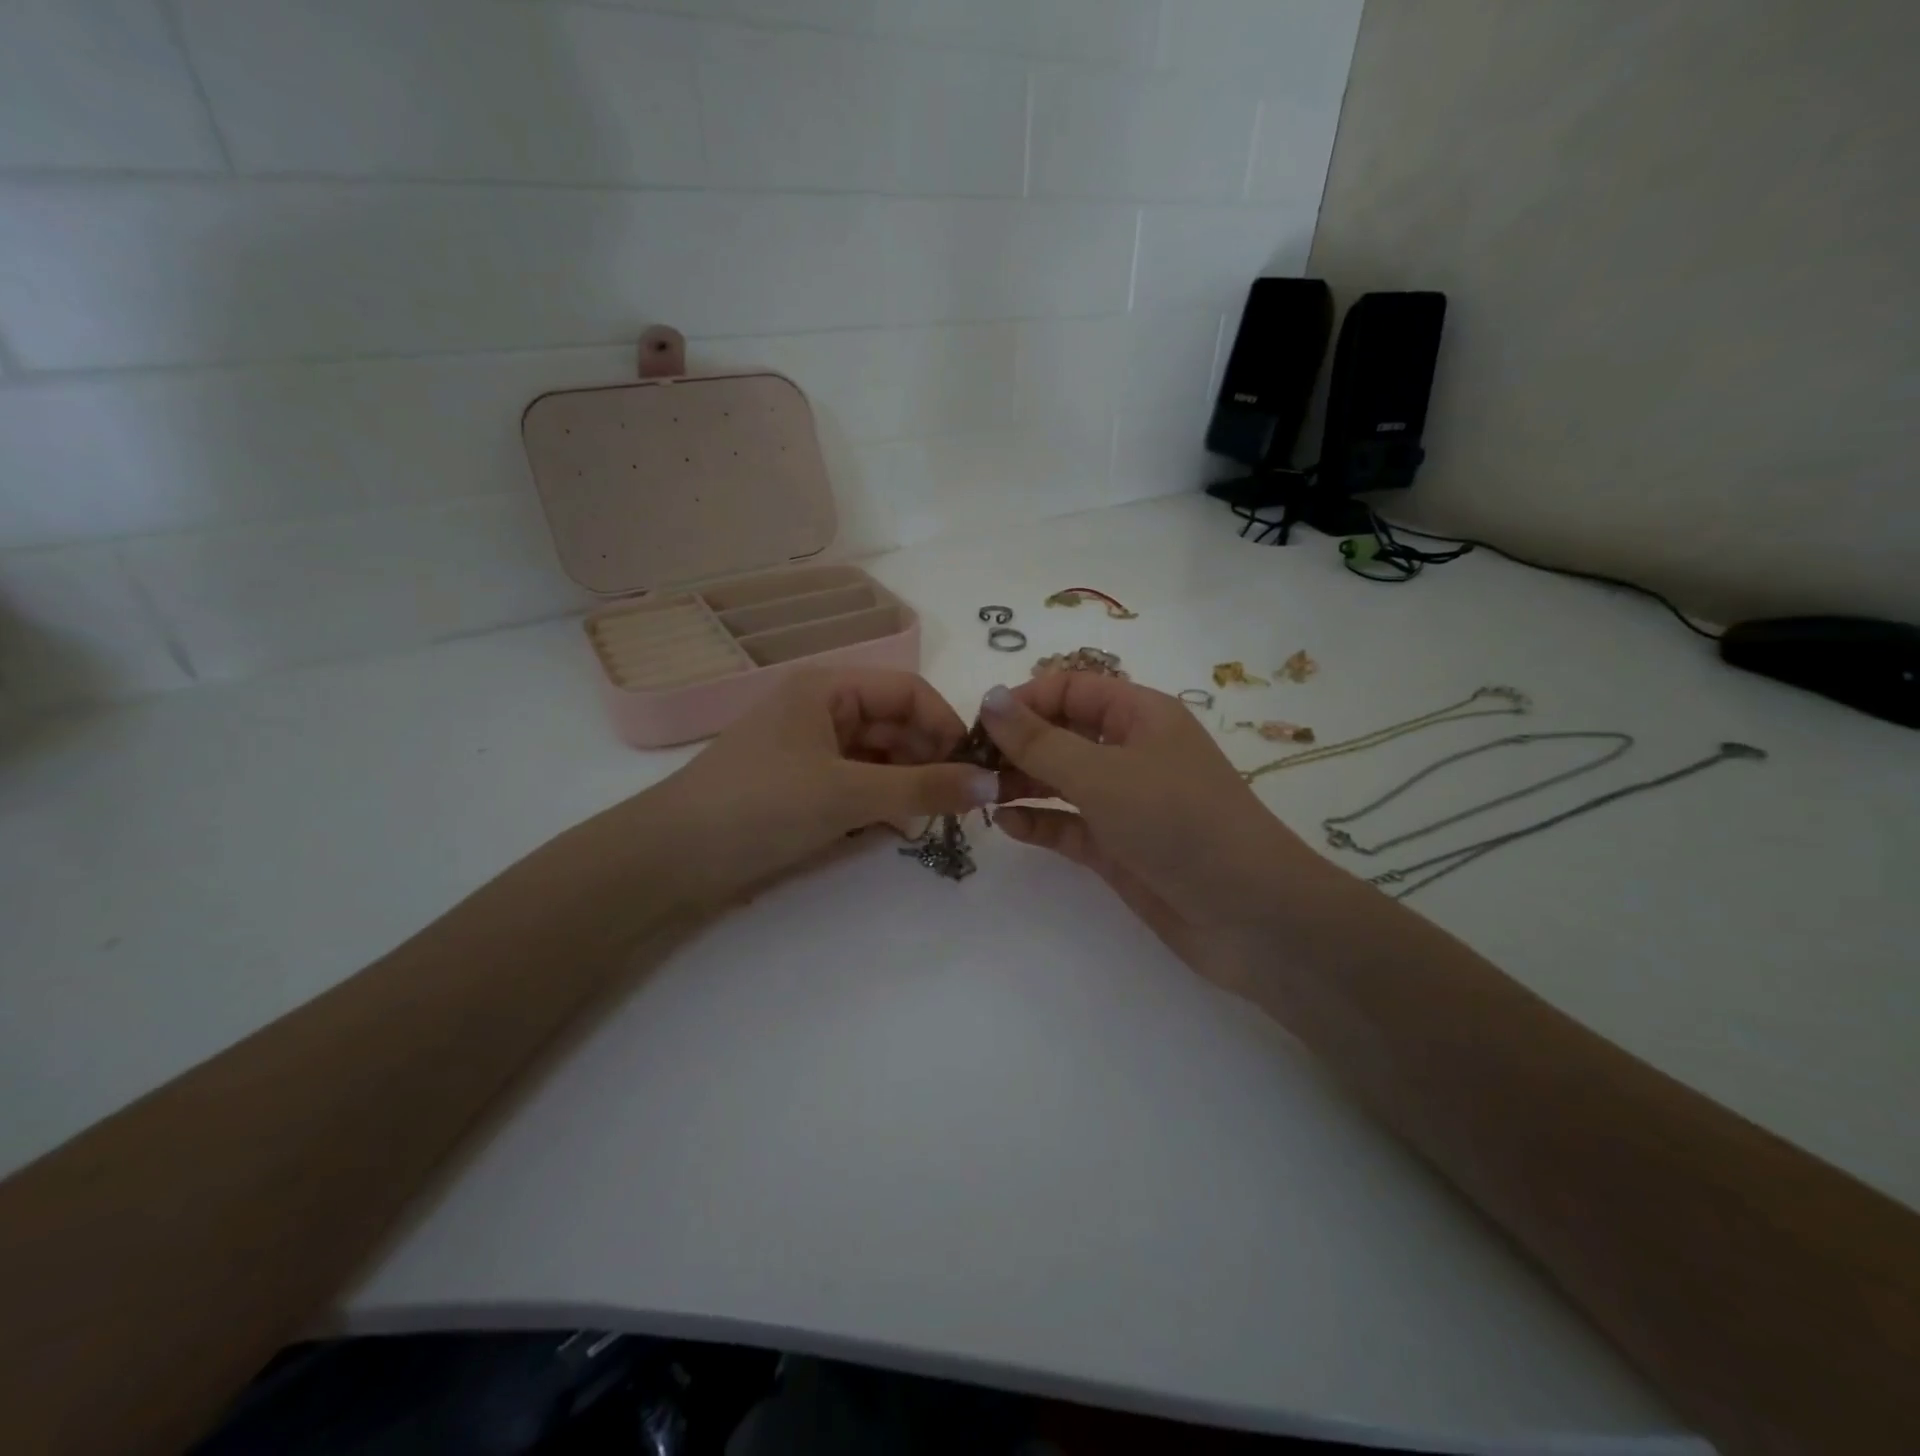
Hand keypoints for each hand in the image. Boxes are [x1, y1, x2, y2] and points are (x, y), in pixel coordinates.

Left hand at [645, 669, 997, 902]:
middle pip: (896, 724)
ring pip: (879, 757)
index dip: (946, 725)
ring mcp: (810, 749)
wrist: (671, 858)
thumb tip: (994, 783)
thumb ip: (923, 788)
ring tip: (926, 819)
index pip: (908, 691)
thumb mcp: (848, 793)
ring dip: (907, 784)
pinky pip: (858, 784)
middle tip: (956, 804)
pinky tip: (895, 828)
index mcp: (828, 689)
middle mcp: (821, 710)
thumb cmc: (761, 805)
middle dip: (928, 759)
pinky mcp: (802, 786)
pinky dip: (880, 802)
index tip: (974, 769)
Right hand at [981, 674, 1339, 994]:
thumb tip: (989, 697)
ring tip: (979, 794)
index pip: (1071, 689)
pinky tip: (1006, 825)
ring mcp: (1125, 802)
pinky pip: (1069, 825)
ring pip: (1062, 781)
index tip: (979, 725)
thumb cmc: (1177, 822)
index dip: (1024, 700)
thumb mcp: (1102, 774)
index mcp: (1140, 715)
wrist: (1249, 915)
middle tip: (968, 765)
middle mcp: (1131, 752)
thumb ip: (1040, 740)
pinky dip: (1039, 823)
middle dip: (1016, 744)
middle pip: (1062, 734)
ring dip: (1021, 783)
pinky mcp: (1119, 848)